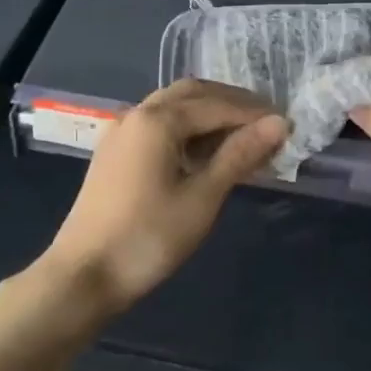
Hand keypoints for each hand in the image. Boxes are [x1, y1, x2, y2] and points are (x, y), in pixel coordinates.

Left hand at [44, 80, 287, 316]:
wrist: (82, 276)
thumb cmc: (148, 237)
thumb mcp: (202, 197)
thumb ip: (240, 155)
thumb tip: (279, 124)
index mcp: (158, 120)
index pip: (217, 105)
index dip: (255, 113)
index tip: (288, 125)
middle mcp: (137, 114)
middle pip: (193, 94)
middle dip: (232, 103)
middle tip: (267, 122)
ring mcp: (122, 132)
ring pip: (173, 108)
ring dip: (210, 114)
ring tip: (244, 137)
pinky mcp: (115, 153)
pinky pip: (159, 126)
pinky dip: (188, 129)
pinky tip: (206, 152)